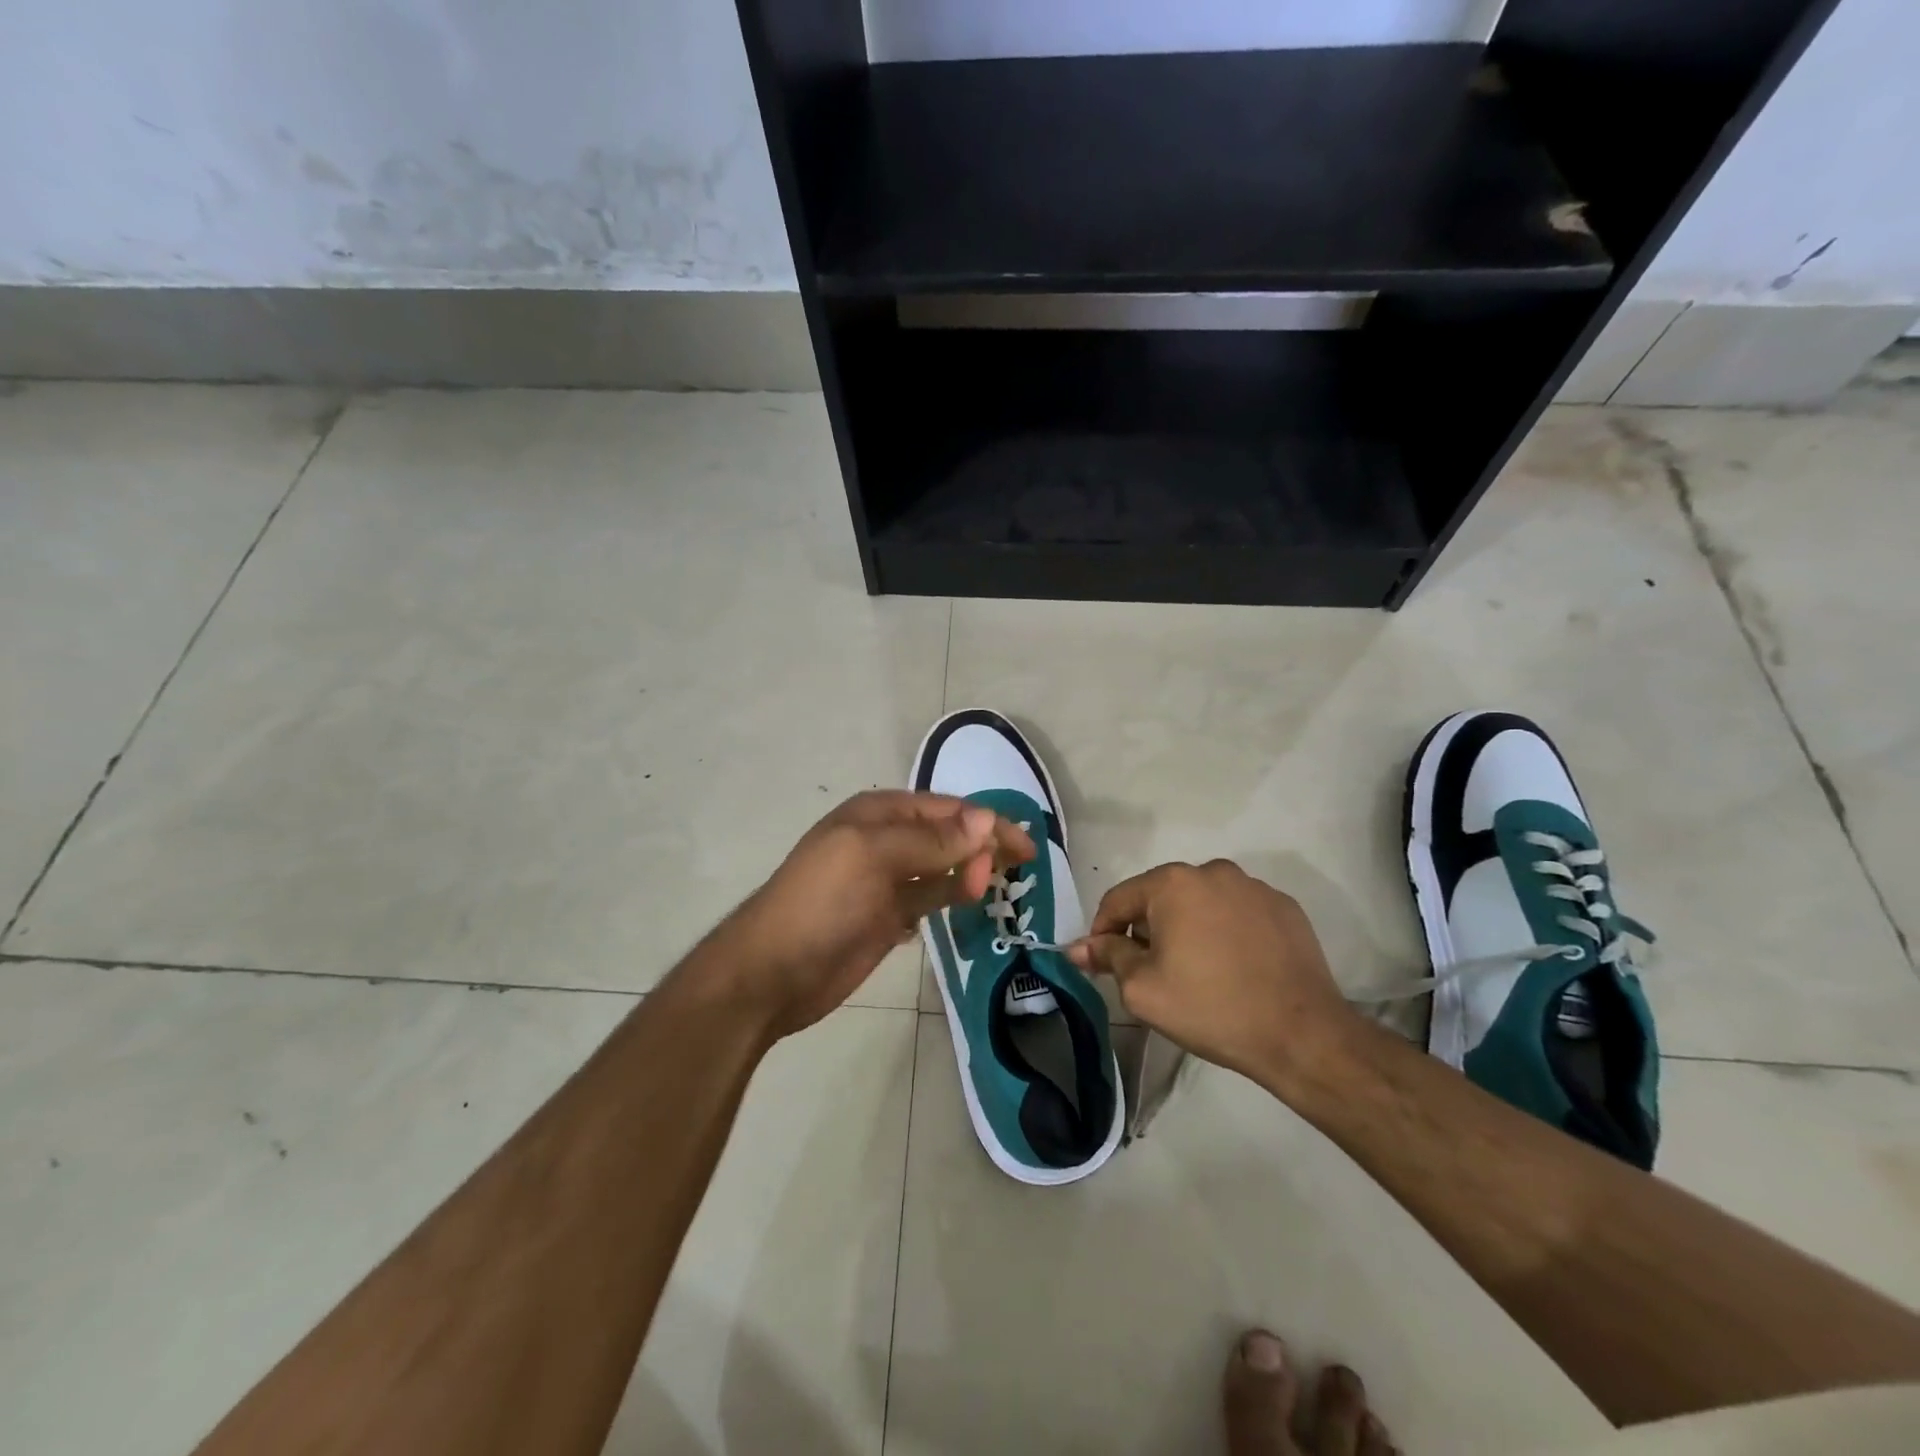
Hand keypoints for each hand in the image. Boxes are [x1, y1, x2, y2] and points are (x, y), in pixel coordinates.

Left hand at [716, 791, 1034, 1039]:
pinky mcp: (889, 917)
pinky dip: (952, 897)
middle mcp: (886, 840)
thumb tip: (988, 820)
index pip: (947, 810)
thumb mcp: (874, 858)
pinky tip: (971, 903)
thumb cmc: (821, 903)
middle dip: (982, 848)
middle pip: (948, 835)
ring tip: (1000, 888)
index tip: (1025, 848)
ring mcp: (887, 881)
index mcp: (879, 814)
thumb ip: (933, 841)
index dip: (987, 824)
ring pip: (943, 867)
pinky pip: (931, 898)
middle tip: (1014, 874)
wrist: (772, 973)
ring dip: (971, 872)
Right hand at [1066, 860, 1358, 1087]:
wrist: (1301, 1034)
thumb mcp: (1143, 988)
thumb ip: (1108, 957)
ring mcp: (1254, 887)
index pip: (1119, 899)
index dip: (1102, 931)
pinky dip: (1226, 932)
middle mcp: (1213, 871)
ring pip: (1201, 903)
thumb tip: (1078, 946)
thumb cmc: (1210, 1007)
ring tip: (1196, 970)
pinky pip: (1238, 913)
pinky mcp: (1285, 908)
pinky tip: (1233, 967)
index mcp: (1173, 883)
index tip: (1103, 963)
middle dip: (1147, 929)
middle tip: (1151, 972)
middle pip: (1161, 897)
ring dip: (1188, 928)